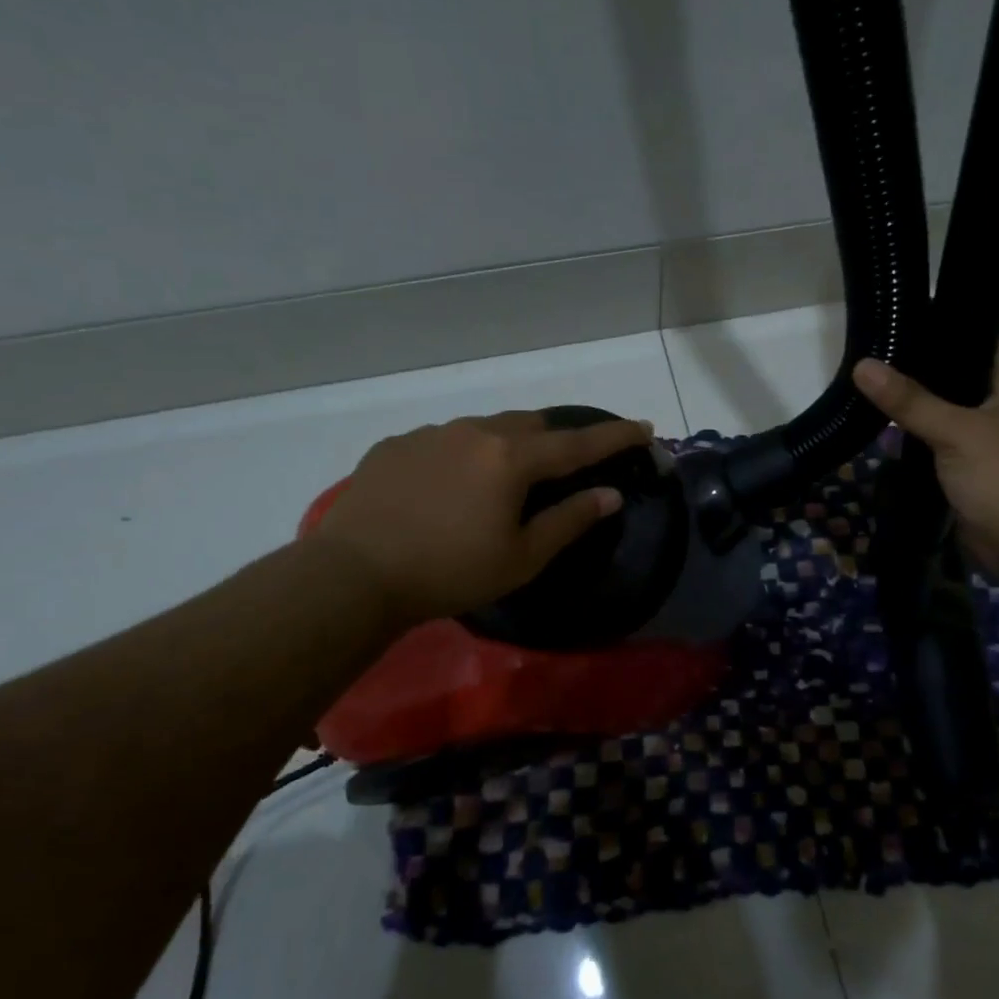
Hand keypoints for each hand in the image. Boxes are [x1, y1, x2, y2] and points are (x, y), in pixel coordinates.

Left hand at [314, 410, 652, 628]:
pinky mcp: (396, 445)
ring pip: (485, 429)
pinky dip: (462, 457)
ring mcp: (431, 434)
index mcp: (511, 458)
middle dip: (556, 440)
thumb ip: (570, 520)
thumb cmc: (450, 571)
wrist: (353, 573)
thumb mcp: (521, 557)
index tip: (645, 428)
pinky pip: (444, 441)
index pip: (578, 442)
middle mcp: (475, 432)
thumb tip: (611, 494)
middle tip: (563, 467)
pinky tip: (446, 489)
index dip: (615, 436)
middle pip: (531, 425)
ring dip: (505, 447)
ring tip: (498, 483)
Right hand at [853, 344, 998, 592]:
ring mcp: (990, 441)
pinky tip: (882, 434)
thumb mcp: (958, 432)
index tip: (893, 323)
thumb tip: (862, 365)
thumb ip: (910, 400)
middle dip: (914, 372)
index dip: (938, 330)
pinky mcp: (974, 472)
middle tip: (867, 358)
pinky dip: (916, 442)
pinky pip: (940, 447)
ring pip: (944, 415)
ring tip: (864, 391)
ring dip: (912, 410)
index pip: (975, 340)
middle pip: (955, 379)